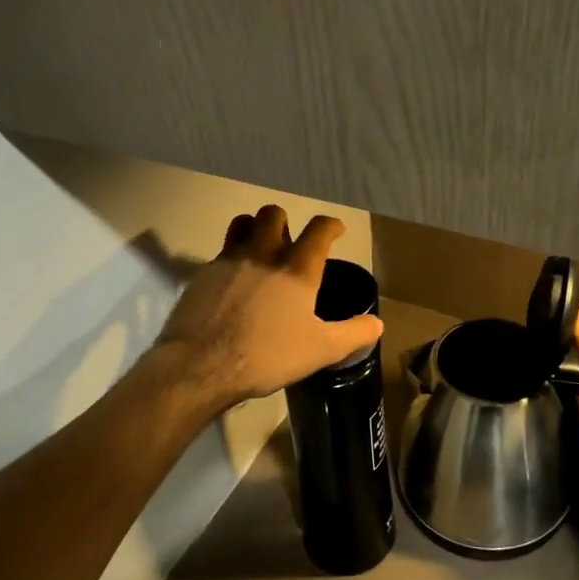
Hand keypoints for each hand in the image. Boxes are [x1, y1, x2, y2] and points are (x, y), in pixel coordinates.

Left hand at [156, 205, 382, 408]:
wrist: (200, 365)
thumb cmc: (267, 355)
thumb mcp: (321, 350)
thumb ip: (353, 334)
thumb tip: (377, 324)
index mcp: (297, 268)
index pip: (319, 229)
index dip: (331, 226)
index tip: (336, 230)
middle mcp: (263, 253)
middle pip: (273, 214)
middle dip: (285, 221)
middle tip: (291, 242)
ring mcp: (228, 260)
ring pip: (242, 223)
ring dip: (254, 229)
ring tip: (261, 250)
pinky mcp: (202, 274)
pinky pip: (221, 252)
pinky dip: (233, 258)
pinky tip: (235, 283)